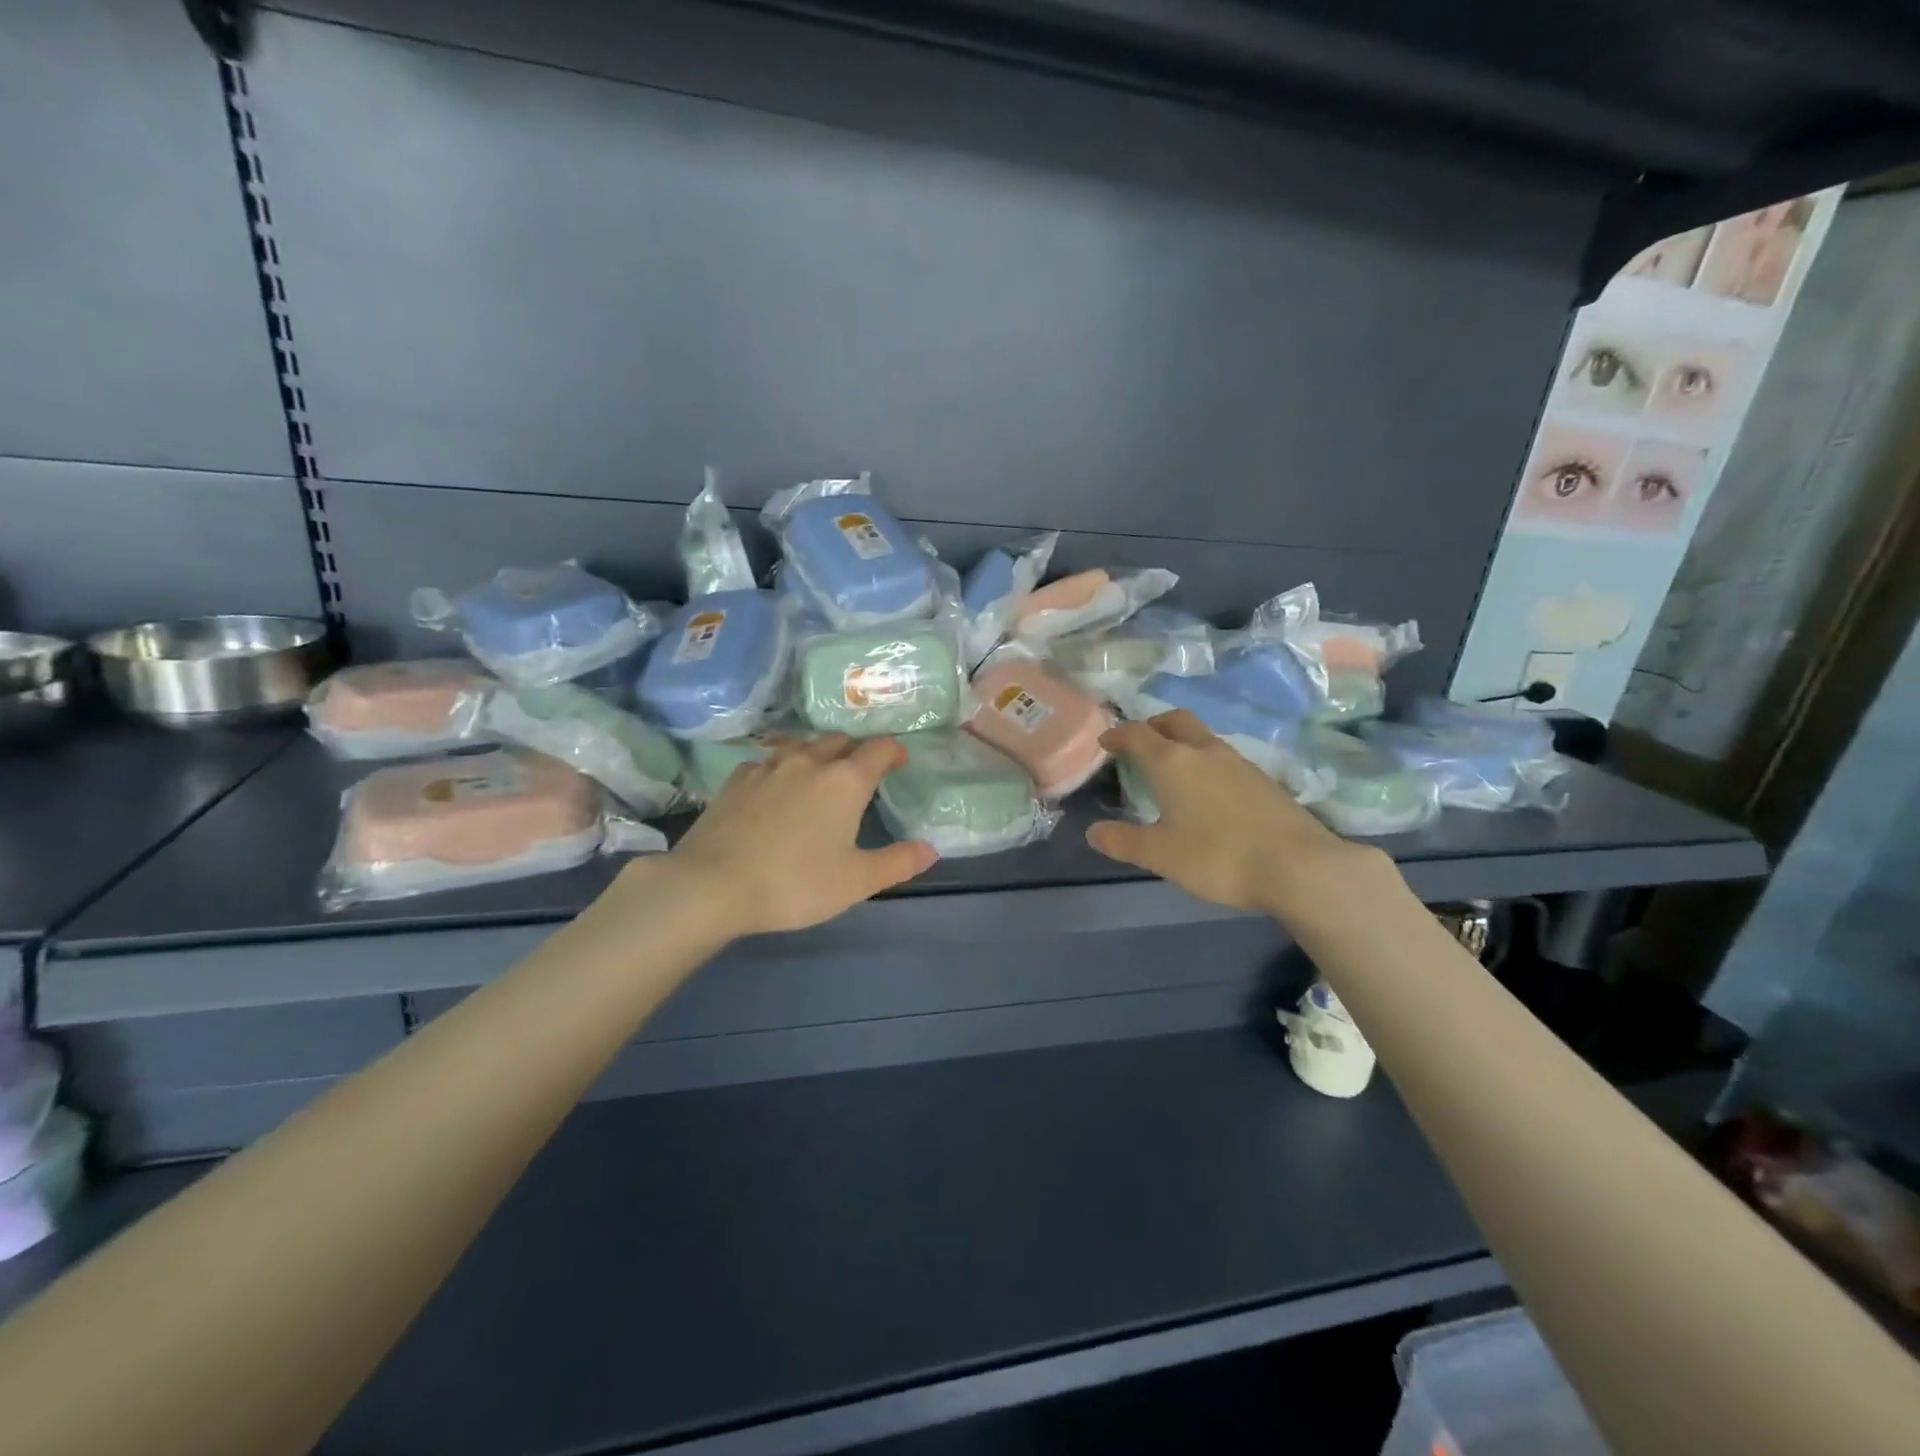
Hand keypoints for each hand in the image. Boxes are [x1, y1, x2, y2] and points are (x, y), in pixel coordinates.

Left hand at [668, 734, 936, 935]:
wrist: (711, 885)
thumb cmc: (794, 883)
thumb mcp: (855, 882)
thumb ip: (897, 863)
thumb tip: (930, 850)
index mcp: (845, 781)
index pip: (879, 749)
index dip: (894, 752)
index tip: (900, 762)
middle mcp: (809, 761)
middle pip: (840, 741)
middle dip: (856, 751)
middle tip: (862, 773)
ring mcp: (768, 766)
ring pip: (802, 747)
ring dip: (818, 756)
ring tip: (819, 778)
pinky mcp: (736, 779)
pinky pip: (768, 763)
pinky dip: (781, 770)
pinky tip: (775, 791)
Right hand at [1086, 711, 1389, 918]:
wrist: (1299, 867)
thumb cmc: (1219, 857)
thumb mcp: (1161, 856)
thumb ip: (1124, 841)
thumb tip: (1093, 832)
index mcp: (1172, 762)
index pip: (1138, 734)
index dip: (1117, 735)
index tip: (1105, 744)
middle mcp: (1204, 751)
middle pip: (1174, 721)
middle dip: (1152, 726)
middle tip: (1139, 745)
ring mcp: (1238, 762)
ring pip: (1202, 737)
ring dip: (1181, 742)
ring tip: (1171, 769)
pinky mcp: (1262, 778)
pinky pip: (1222, 756)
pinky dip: (1204, 761)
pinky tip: (1207, 791)